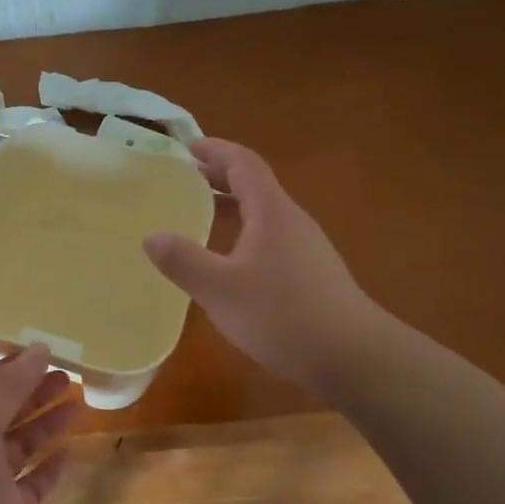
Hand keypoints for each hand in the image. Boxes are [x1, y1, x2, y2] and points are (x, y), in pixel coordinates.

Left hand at [0, 345, 78, 503]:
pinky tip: (70, 451)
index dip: (12, 367)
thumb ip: (7, 388)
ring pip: (22, 444)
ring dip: (47, 423)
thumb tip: (39, 348)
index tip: (46, 351)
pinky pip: (34, 483)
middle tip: (70, 374)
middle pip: (6, 410)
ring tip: (78, 401)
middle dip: (34, 391)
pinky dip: (50, 467)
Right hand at [144, 138, 382, 391]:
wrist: (353, 357)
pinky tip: (230, 258)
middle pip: (255, 183)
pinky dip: (244, 230)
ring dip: (232, 203)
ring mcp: (306, 246)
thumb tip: (151, 236)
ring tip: (200, 211)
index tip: (186, 146)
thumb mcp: (220, 290)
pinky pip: (270, 235)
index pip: (243, 163)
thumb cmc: (283, 315)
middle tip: (184, 177)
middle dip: (219, 175)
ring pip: (263, 211)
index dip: (215, 150)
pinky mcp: (311, 272)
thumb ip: (183, 261)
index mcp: (271, 212)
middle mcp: (291, 220)